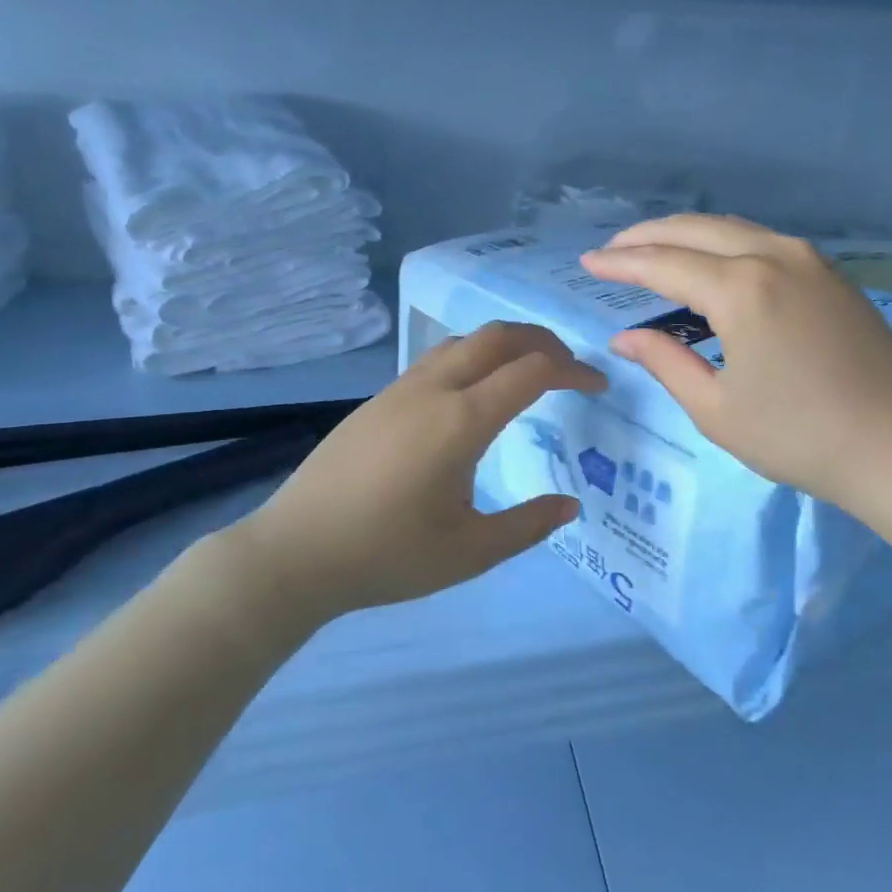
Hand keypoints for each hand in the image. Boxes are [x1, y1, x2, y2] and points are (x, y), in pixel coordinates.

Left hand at [221, 322, 605, 620]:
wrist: (293, 553)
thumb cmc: (387, 555)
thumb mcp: (470, 552)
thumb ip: (528, 525)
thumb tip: (570, 504)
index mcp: (462, 420)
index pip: (534, 371)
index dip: (574, 371)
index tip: (598, 387)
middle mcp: (434, 389)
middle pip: (499, 336)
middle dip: (544, 342)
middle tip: (570, 368)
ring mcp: (401, 389)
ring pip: (464, 341)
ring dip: (506, 345)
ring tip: (528, 374)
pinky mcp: (379, 399)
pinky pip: (438, 358)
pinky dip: (474, 358)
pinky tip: (475, 395)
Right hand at [581, 215, 891, 516]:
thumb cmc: (800, 437)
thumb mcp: (717, 409)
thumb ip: (665, 362)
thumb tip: (625, 337)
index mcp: (741, 289)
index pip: (663, 264)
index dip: (621, 264)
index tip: (586, 263)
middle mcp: (773, 257)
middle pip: (696, 230)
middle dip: (648, 236)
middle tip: (613, 250)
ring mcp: (809, 260)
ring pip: (733, 228)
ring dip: (688, 234)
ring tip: (654, 250)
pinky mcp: (831, 274)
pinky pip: (763, 241)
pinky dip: (725, 243)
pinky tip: (712, 262)